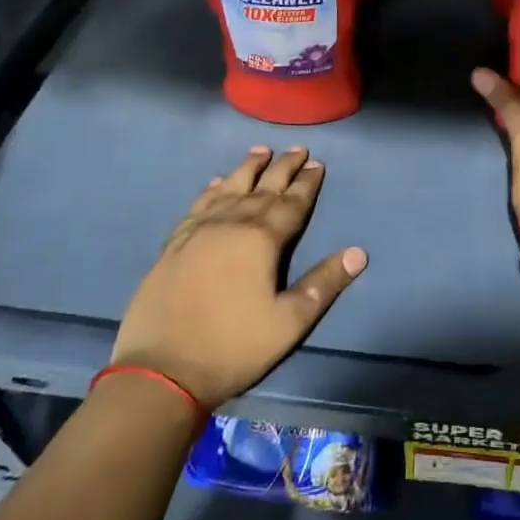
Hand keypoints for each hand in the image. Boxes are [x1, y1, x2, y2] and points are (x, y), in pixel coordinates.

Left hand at [110, 146, 365, 409]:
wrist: (161, 371)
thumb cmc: (233, 347)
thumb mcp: (290, 322)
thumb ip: (324, 284)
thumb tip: (358, 253)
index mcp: (262, 239)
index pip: (292, 203)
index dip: (307, 183)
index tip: (318, 163)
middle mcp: (231, 224)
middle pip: (263, 188)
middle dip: (283, 167)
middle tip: (298, 149)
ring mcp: (199, 232)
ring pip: (229, 189)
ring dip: (247, 168)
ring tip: (260, 150)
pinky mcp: (174, 245)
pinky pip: (198, 206)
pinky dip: (210, 190)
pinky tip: (215, 183)